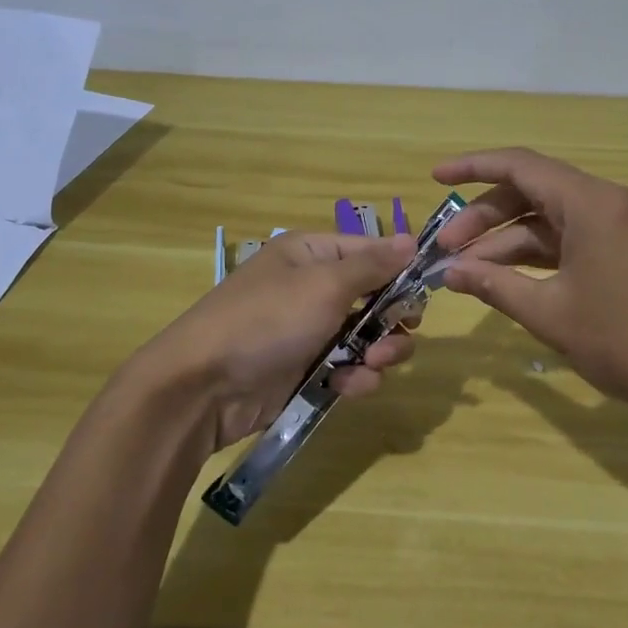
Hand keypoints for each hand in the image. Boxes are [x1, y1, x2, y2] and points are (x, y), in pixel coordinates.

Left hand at [129, 231, 419, 453]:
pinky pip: (347, 368)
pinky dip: (354, 378)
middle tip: (397, 337)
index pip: (373, 253)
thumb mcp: (324, 285)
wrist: (202, 387)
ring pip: (367, 338)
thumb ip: (373, 265)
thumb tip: (411, 240)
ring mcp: (310, 331)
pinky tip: (347, 387)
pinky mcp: (306, 370)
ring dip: (379, 353)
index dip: (401, 272)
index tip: (424, 295)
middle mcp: (313, 287)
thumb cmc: (266, 321)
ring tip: (371, 366)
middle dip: (392, 321)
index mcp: (313, 255)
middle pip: (376, 299)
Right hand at [434, 148, 627, 443]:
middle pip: (534, 193)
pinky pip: (576, 241)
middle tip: (447, 250)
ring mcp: (626, 229)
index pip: (520, 166)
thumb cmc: (626, 341)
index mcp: (591, 202)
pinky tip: (511, 281)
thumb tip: (449, 272)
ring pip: (554, 220)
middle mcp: (610, 203)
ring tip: (468, 272)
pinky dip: (541, 256)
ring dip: (510, 242)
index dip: (472, 168)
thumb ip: (495, 285)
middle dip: (485, 218)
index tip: (435, 179)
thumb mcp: (550, 313)